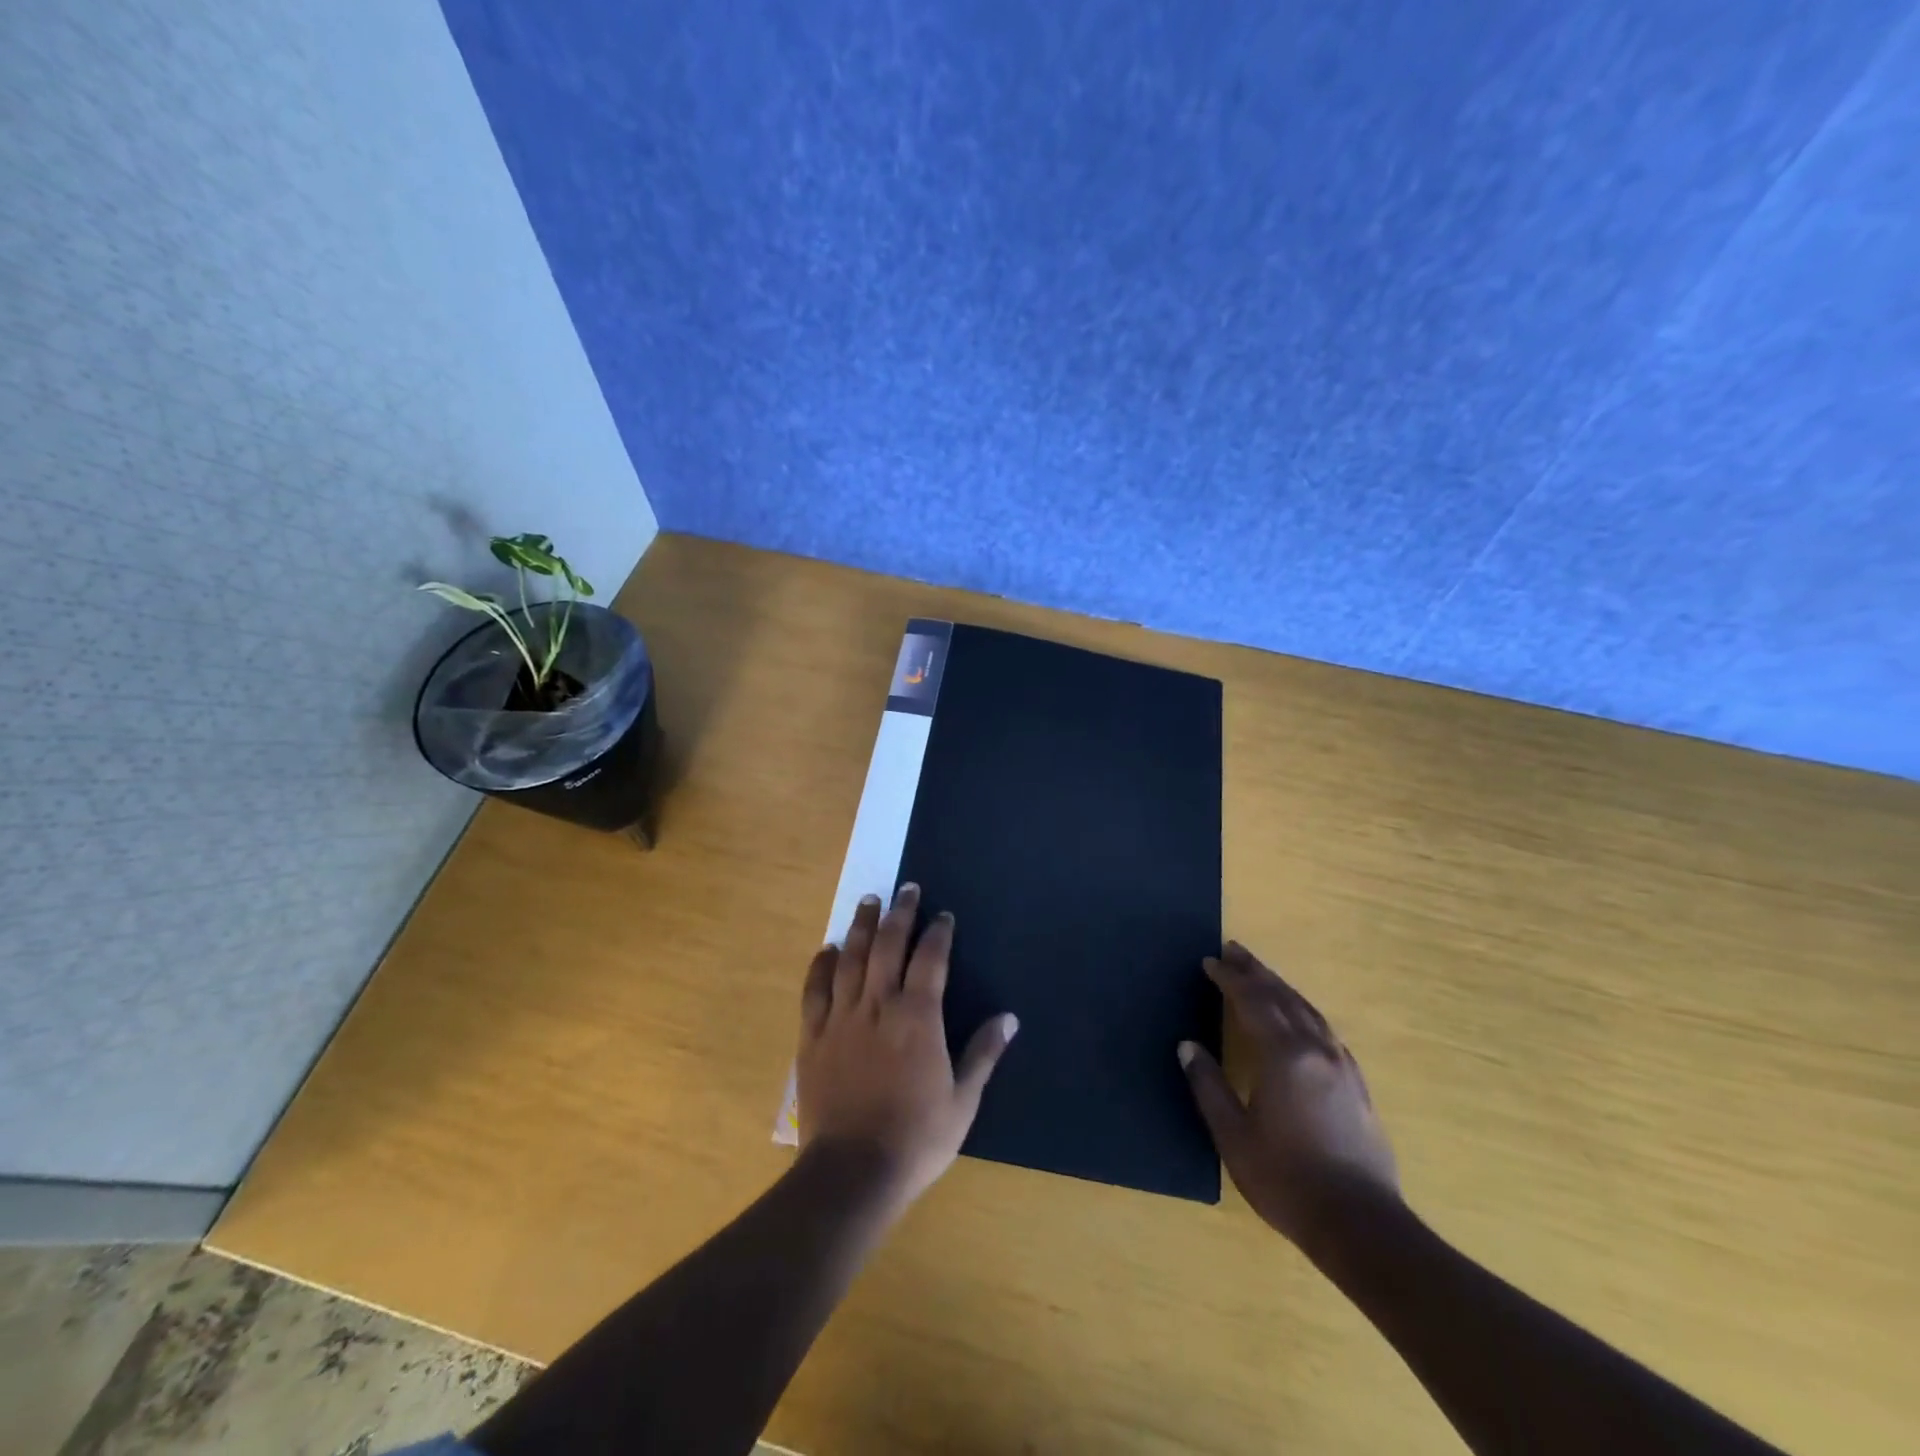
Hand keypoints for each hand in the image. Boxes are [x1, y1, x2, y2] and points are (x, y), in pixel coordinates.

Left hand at [796, 884, 1018, 1207]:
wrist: (853, 1172)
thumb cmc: (917, 1138)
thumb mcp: (963, 1101)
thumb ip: (984, 1053)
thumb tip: (1010, 1018)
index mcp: (918, 1017)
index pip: (930, 959)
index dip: (937, 933)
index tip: (942, 915)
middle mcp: (879, 1005)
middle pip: (888, 946)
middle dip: (900, 914)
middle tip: (906, 889)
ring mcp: (841, 1018)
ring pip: (850, 958)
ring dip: (861, 926)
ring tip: (869, 900)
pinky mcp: (813, 1037)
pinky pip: (815, 991)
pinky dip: (821, 965)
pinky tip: (827, 949)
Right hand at [1179, 942, 1398, 1254]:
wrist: (1361, 1225)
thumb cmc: (1287, 1180)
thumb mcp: (1234, 1136)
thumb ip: (1209, 1086)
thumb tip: (1188, 1046)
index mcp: (1284, 1056)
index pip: (1252, 1002)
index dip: (1229, 979)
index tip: (1209, 962)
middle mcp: (1316, 1050)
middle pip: (1283, 997)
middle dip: (1256, 972)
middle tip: (1234, 949)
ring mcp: (1342, 1066)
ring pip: (1308, 1010)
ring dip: (1281, 987)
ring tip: (1261, 973)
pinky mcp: (1357, 1085)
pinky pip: (1325, 1030)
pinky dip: (1304, 1011)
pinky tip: (1300, 1018)